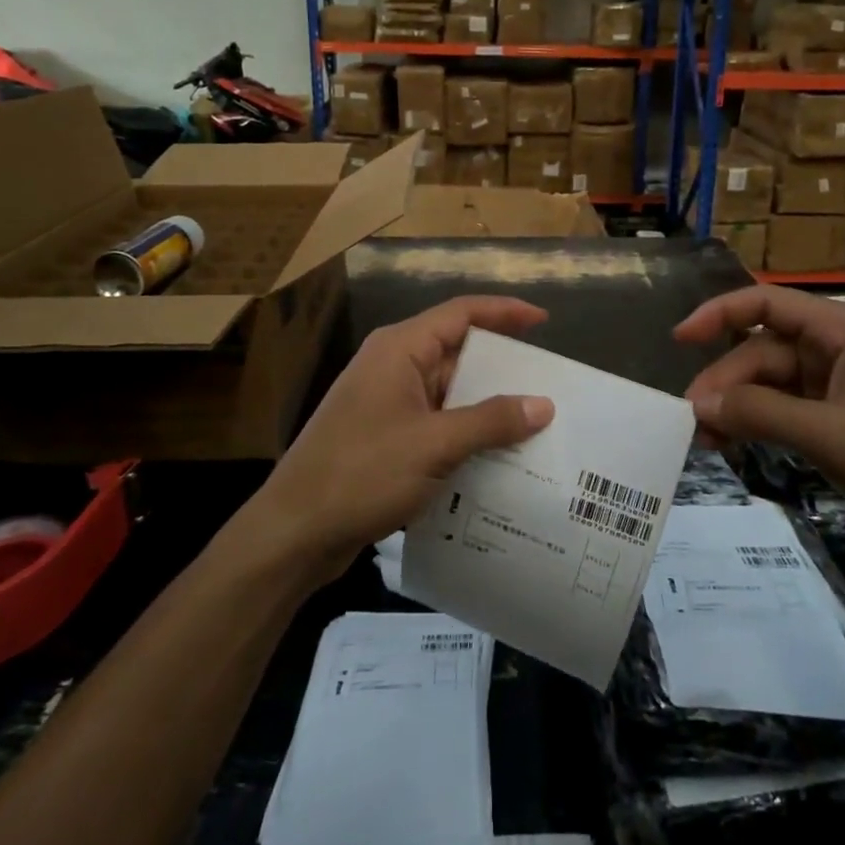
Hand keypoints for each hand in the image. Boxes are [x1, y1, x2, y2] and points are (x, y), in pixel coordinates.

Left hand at [245, 296, 555, 583]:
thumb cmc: (362, 473)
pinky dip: (466, 433)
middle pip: (457, 352)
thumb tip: (544, 404)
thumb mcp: (434, 445)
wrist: (294, 532)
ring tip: (535, 423)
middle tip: (550, 384)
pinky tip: (497, 457)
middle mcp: (393, 366)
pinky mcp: (385, 437)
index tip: (545, 321)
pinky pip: (437, 422)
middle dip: (503, 366)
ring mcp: (387, 403)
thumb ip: (491, 421)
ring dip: (487, 406)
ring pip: (449, 391)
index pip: (461, 314)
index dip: (504, 312)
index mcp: (400, 349)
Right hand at [675, 288, 844, 544]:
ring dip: (741, 407)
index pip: (765, 303)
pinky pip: (792, 406)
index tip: (678, 341)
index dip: (717, 315)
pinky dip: (764, 422)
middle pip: (764, 351)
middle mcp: (839, 344)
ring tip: (710, 442)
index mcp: (843, 329)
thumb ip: (762, 414)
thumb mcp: (831, 437)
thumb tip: (700, 403)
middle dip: (727, 383)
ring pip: (774, 382)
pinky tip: (739, 444)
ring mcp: (843, 379)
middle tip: (694, 424)